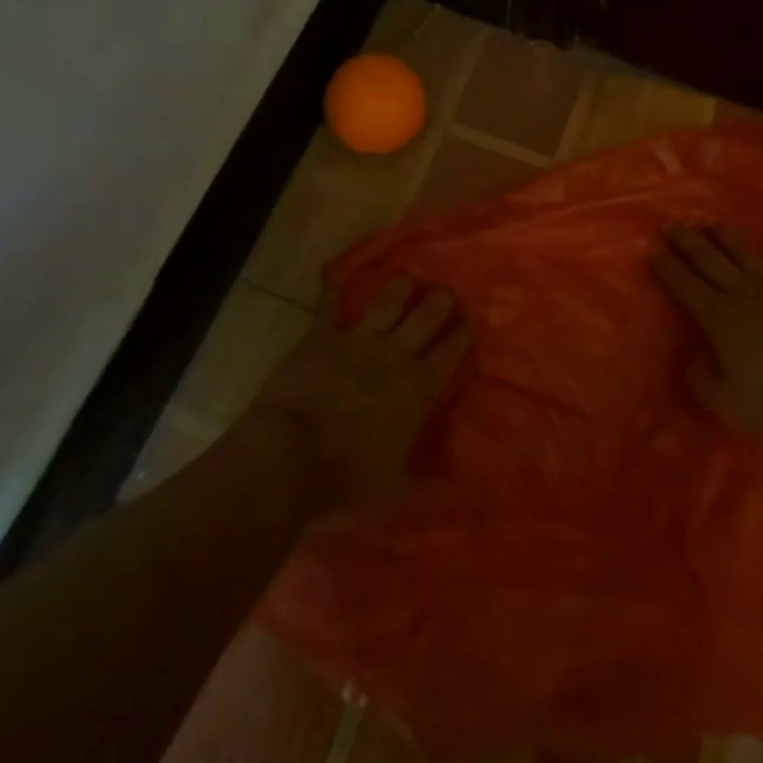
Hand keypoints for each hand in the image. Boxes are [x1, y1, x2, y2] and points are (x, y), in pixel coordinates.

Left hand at [249, 278, 472, 509]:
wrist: (290, 456)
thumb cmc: (347, 479)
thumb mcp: (396, 488)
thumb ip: (424, 477)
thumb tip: (452, 477)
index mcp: (418, 388)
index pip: (450, 353)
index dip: (463, 335)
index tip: (473, 320)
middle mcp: (394, 356)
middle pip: (425, 318)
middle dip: (441, 302)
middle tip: (450, 290)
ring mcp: (356, 341)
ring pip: (387, 304)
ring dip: (401, 288)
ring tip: (412, 276)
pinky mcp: (320, 338)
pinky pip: (327, 308)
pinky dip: (330, 290)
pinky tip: (334, 274)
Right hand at [648, 223, 762, 446]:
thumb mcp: (727, 402)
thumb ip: (703, 379)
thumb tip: (691, 359)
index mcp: (719, 317)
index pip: (686, 285)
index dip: (668, 267)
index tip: (652, 249)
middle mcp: (745, 292)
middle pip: (710, 260)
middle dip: (688, 242)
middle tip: (672, 224)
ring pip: (746, 254)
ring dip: (726, 237)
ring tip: (711, 224)